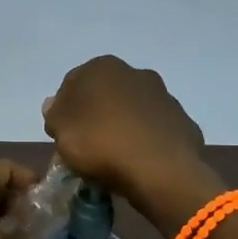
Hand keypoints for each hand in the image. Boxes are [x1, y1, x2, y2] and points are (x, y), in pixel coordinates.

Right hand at [43, 56, 211, 224]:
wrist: (160, 171)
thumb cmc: (101, 144)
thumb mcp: (61, 131)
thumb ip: (55, 114)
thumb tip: (55, 104)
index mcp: (103, 68)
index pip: (73, 84)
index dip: (65, 110)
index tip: (63, 134)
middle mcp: (136, 73)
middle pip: (106, 95)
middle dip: (97, 114)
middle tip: (87, 145)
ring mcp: (164, 97)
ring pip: (133, 111)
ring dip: (124, 126)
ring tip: (115, 157)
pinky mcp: (183, 121)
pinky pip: (155, 130)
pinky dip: (146, 141)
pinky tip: (140, 162)